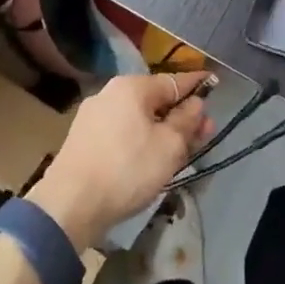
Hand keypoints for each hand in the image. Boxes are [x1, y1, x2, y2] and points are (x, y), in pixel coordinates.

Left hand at [28, 70, 215, 248]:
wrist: (70, 203)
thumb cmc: (127, 169)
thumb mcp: (169, 146)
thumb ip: (186, 121)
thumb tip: (195, 103)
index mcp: (131, 87)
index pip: (173, 80)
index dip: (197, 84)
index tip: (214, 84)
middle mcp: (109, 93)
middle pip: (155, 100)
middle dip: (181, 115)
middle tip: (204, 134)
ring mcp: (93, 116)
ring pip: (138, 118)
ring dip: (161, 130)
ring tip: (180, 151)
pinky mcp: (83, 139)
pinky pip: (122, 132)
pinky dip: (140, 140)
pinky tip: (150, 159)